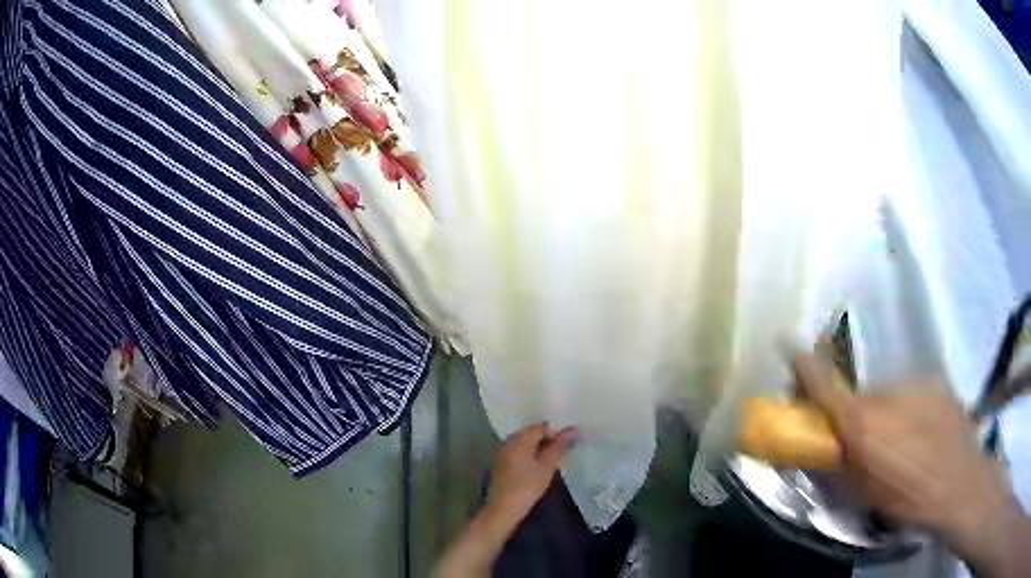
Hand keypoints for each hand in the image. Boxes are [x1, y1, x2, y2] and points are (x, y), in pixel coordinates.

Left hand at [487, 423, 579, 527]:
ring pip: (526, 444)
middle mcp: (509, 441)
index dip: (557, 431)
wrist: (504, 508)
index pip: (542, 427)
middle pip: (532, 434)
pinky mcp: (503, 464)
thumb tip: (574, 429)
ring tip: (557, 458)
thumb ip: (560, 445)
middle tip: (566, 449)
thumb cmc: (528, 485)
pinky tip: (541, 466)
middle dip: (550, 439)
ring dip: (541, 448)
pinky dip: (531, 456)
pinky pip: (520, 453)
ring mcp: (504, 453)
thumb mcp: (548, 465)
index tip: (571, 440)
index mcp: (520, 438)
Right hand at [794, 352, 1021, 575]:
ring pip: (890, 395)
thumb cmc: (909, 500)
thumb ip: (840, 466)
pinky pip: (913, 393)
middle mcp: (889, 395)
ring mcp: (917, 384)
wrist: (961, 484)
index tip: (792, 348)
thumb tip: (822, 449)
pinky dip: (910, 410)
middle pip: (861, 397)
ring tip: (903, 442)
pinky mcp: (938, 383)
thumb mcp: (865, 495)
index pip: (828, 389)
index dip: (808, 369)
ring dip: (887, 414)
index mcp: (866, 426)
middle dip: (857, 415)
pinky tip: (924, 433)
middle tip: (866, 442)